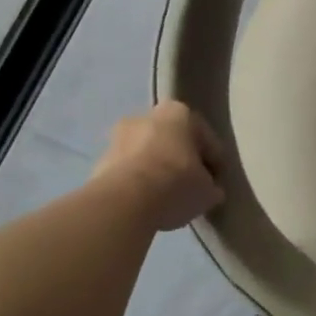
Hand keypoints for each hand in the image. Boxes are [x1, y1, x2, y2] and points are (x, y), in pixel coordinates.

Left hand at [97, 102, 223, 232]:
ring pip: (148, 154)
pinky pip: (128, 171)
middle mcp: (148, 115)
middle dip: (181, 160)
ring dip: (156, 170)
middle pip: (173, 141)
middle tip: (190, 186)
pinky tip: (145, 203)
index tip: (216, 183)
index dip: (214, 163)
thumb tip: (210, 190)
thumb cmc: (175, 184)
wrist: (123, 202)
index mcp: (180, 112)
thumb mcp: (207, 191)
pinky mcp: (99, 161)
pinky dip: (137, 183)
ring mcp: (119, 137)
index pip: (206, 139)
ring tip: (166, 198)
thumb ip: (211, 186)